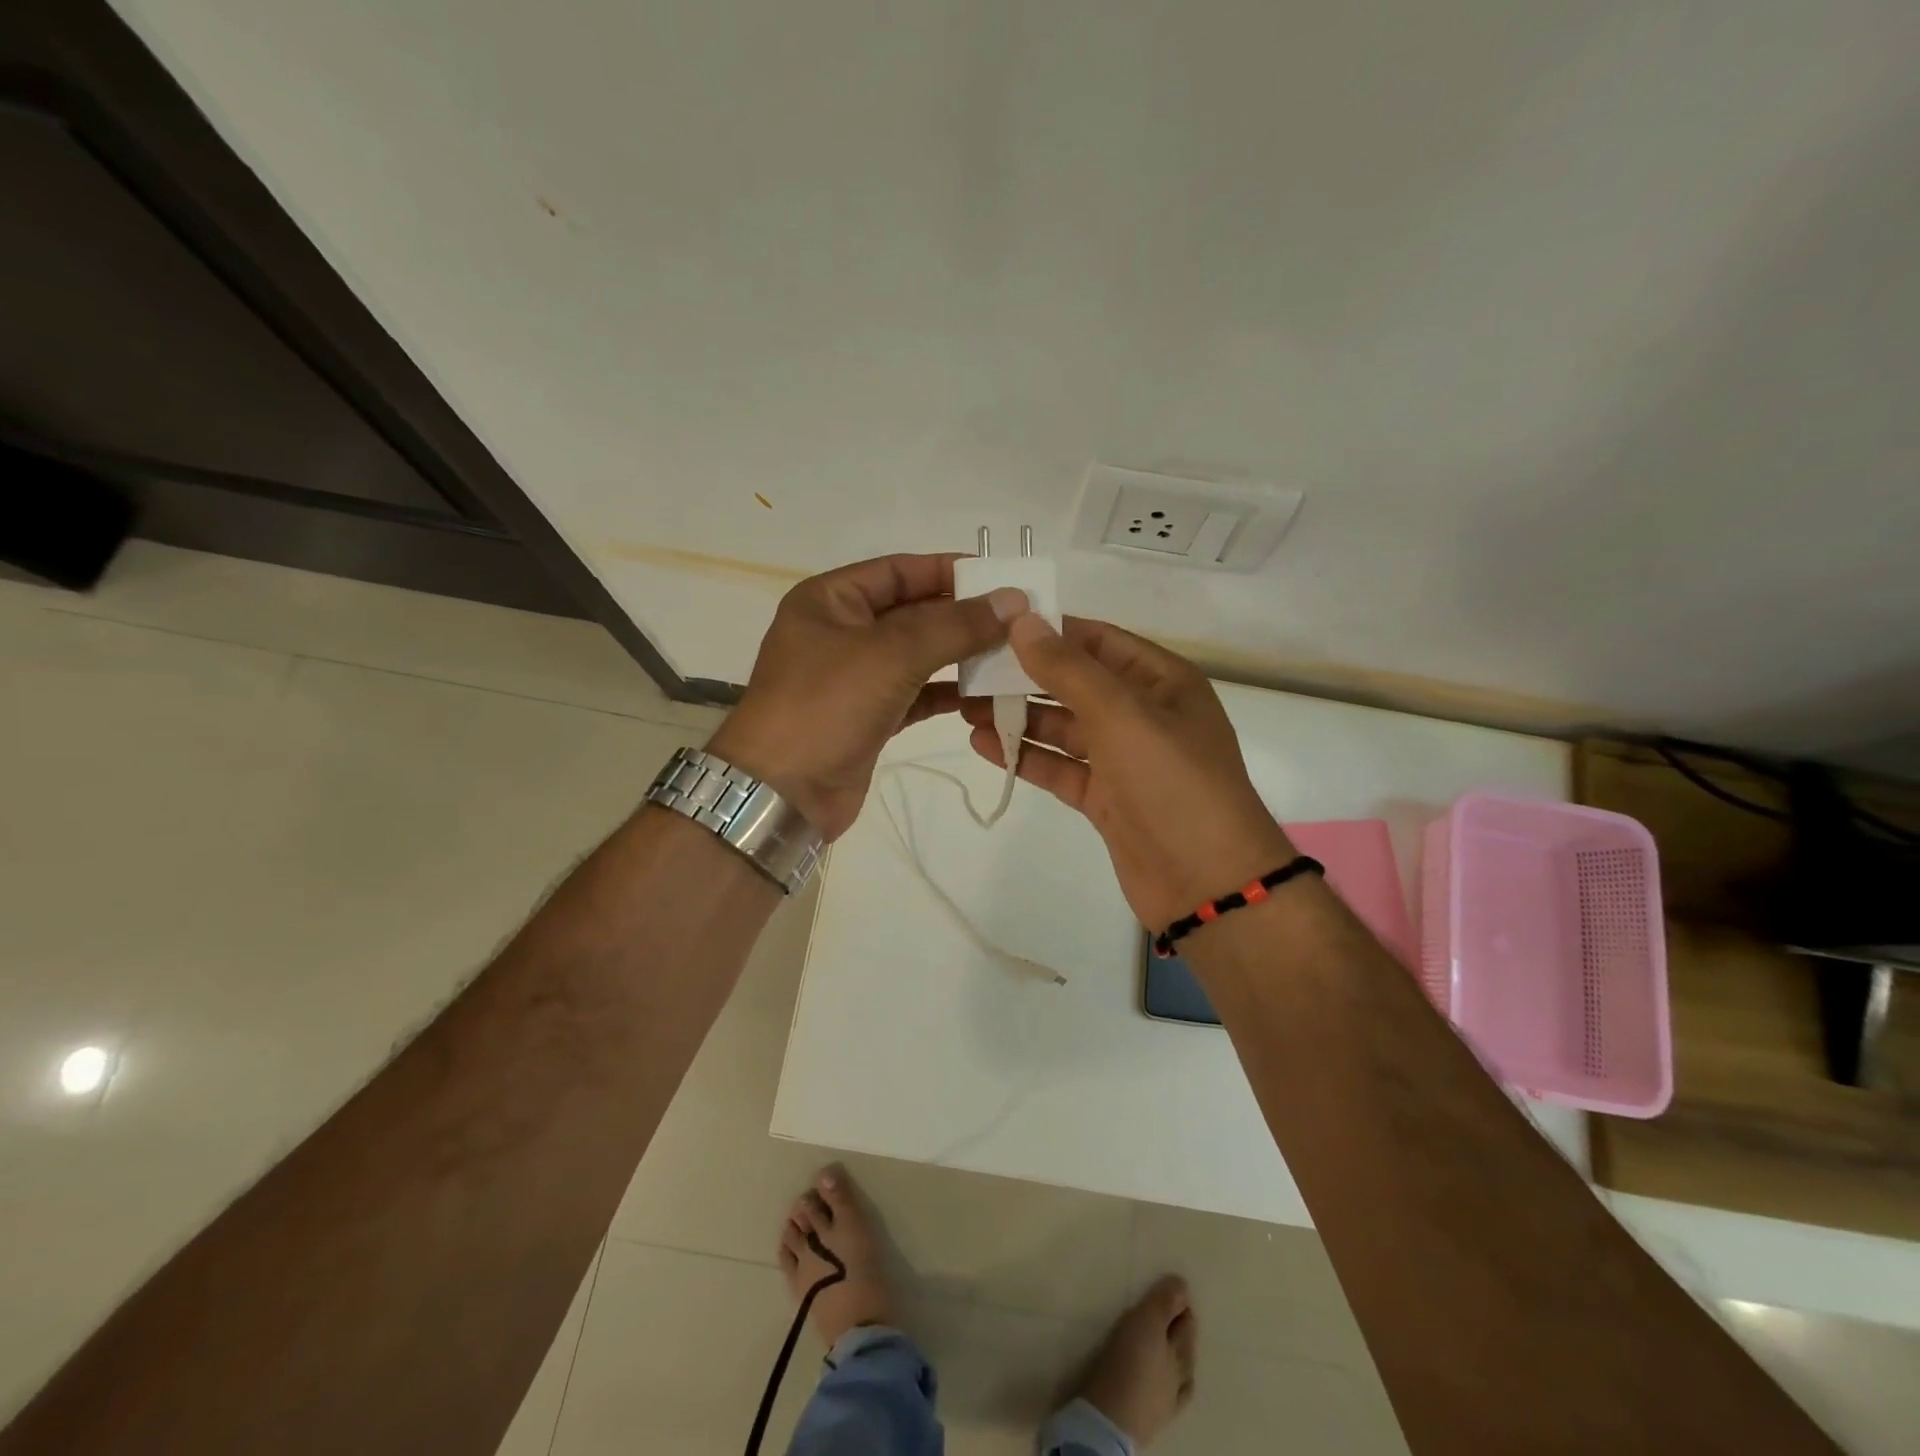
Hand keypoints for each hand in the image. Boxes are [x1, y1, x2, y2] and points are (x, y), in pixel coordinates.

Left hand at [707, 554, 1025, 839]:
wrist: (781, 793)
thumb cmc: (826, 706)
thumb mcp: (891, 654)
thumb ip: (954, 625)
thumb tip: (1012, 600)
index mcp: (831, 600)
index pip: (899, 570)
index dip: (949, 570)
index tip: (1001, 577)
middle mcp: (841, 632)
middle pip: (912, 612)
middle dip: (962, 615)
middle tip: (1018, 619)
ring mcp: (855, 678)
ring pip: (918, 656)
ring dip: (961, 655)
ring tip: (1012, 655)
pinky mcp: (869, 717)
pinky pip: (917, 694)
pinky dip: (948, 694)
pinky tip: (986, 696)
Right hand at [961, 614, 1293, 929]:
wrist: (1207, 883)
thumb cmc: (1173, 783)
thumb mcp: (1122, 715)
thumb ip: (1068, 669)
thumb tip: (1023, 621)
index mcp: (1161, 681)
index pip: (1098, 640)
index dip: (1049, 630)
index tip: (995, 624)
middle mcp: (1143, 713)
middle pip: (1076, 683)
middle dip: (1025, 676)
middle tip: (969, 670)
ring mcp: (1124, 758)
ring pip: (1064, 727)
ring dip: (1019, 717)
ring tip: (965, 708)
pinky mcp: (1106, 798)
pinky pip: (1060, 767)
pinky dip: (1027, 756)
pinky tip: (985, 745)